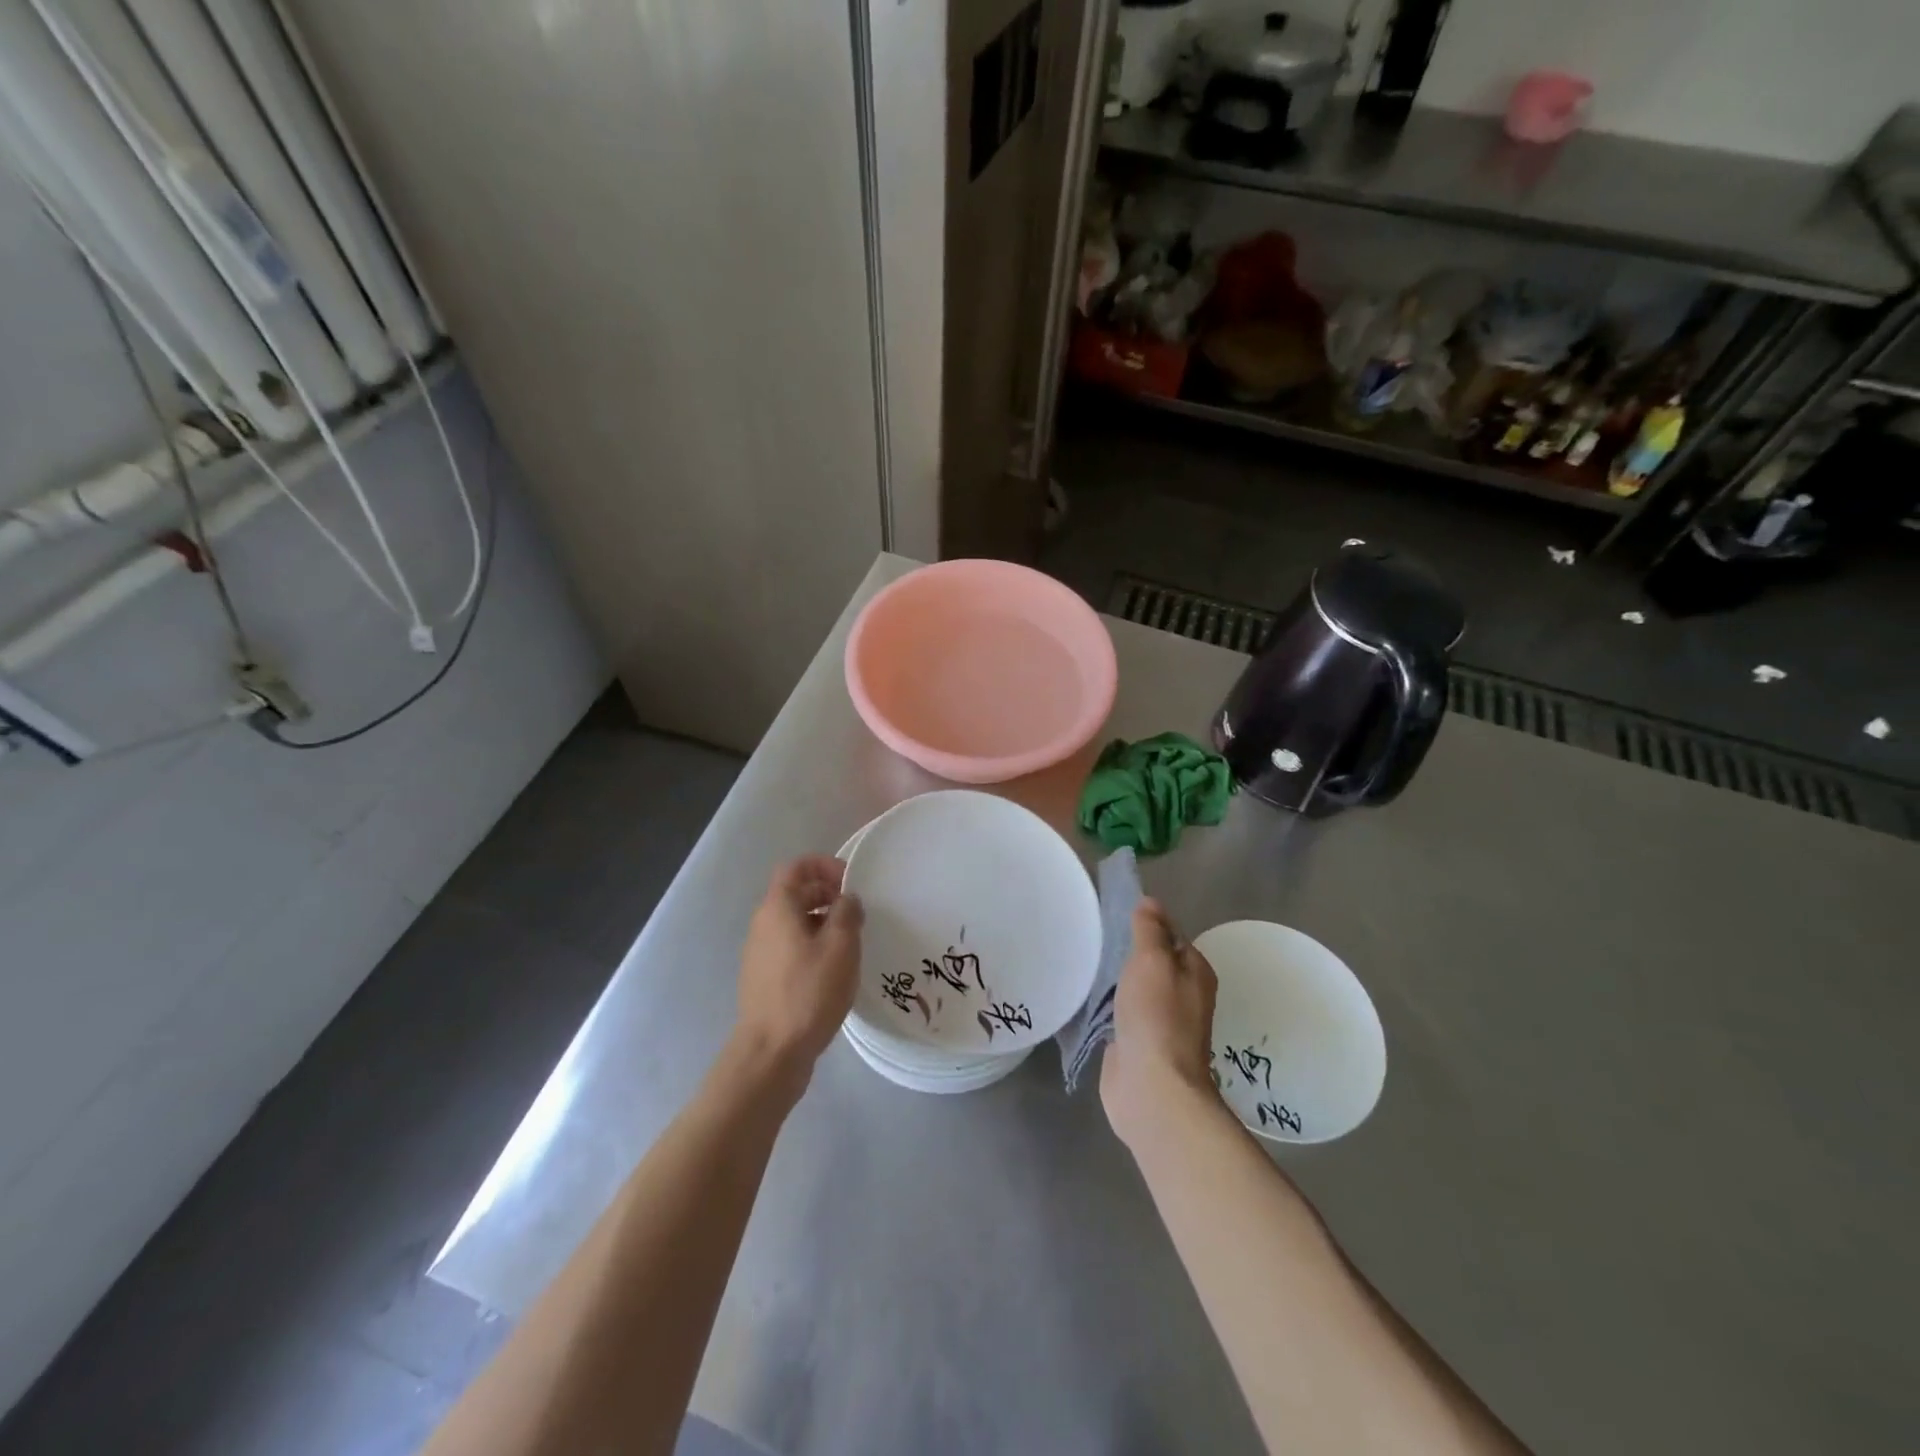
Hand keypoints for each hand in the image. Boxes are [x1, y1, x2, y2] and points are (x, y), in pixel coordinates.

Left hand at [732, 855, 862, 1085]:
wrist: (771, 1053)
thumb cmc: (808, 992)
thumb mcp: (840, 947)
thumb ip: (847, 913)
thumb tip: (847, 899)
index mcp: (777, 908)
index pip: (796, 867)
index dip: (824, 865)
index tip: (851, 881)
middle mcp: (763, 924)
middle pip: (795, 893)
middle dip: (827, 893)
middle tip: (857, 911)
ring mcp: (760, 953)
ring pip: (794, 922)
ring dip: (822, 921)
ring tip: (850, 941)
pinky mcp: (764, 978)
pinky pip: (790, 946)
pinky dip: (812, 944)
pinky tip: (833, 969)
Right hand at [1101, 898, 1219, 1148]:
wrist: (1152, 1088)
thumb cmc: (1157, 1017)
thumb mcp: (1152, 961)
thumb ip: (1150, 930)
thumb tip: (1150, 901)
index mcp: (1195, 972)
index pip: (1171, 935)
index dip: (1146, 923)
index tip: (1113, 913)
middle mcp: (1182, 995)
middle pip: (1152, 962)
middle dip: (1127, 950)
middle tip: (1093, 934)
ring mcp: (1160, 1021)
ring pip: (1134, 987)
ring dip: (1114, 977)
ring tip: (1084, 958)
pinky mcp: (1137, 1042)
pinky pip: (1120, 1012)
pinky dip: (1106, 1003)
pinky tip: (1086, 995)